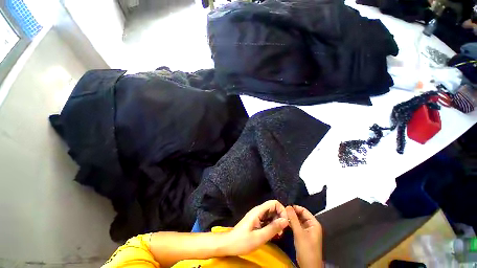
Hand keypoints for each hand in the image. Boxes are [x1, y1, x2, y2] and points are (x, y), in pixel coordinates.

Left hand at [226, 200, 288, 254]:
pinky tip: (273, 235)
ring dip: (277, 223)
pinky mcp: (257, 221)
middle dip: (280, 218)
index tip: (285, 224)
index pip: (274, 203)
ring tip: (278, 235)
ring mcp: (257, 216)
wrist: (229, 244)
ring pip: (271, 214)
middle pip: (273, 208)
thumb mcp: (259, 237)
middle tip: (281, 232)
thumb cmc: (242, 241)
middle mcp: (259, 211)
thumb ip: (272, 228)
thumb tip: (285, 221)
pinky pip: (268, 220)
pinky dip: (272, 226)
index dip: (282, 211)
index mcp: (258, 211)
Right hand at [287, 205, 322, 267]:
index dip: (295, 208)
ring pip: (298, 220)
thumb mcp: (299, 233)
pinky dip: (292, 224)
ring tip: (282, 216)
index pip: (304, 210)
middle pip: (301, 215)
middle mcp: (311, 225)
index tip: (285, 207)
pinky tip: (285, 222)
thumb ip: (293, 219)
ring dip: (291, 218)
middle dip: (292, 213)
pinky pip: (297, 226)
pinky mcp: (303, 235)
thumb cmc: (306, 249)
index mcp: (314, 223)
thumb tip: (288, 206)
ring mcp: (307, 230)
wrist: (308, 266)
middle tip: (282, 212)